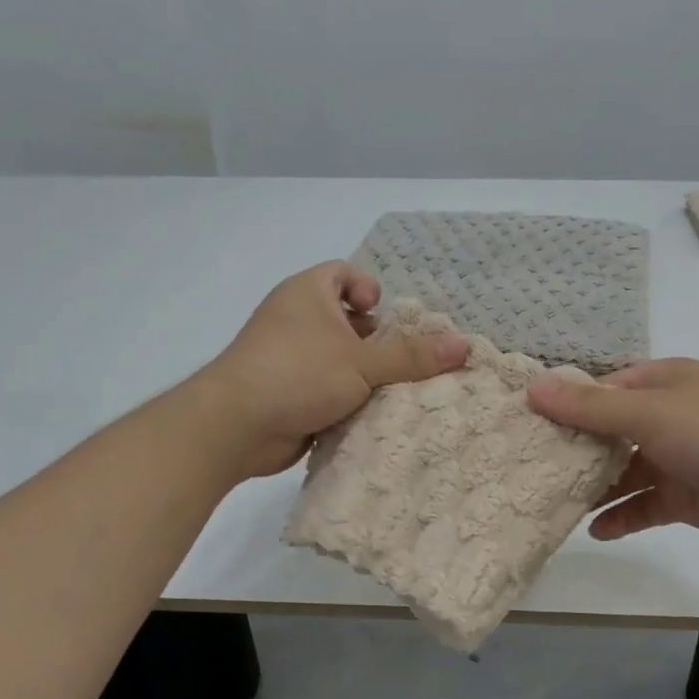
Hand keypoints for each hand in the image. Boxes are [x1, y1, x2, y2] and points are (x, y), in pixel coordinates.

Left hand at [200, 262, 468, 477]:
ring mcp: (286, 356)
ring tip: (390, 392)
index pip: (342, 273)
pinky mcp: (285, 391)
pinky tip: (366, 416)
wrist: (234, 426)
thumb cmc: (298, 374)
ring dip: (361, 374)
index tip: (382, 316)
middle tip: (398, 361)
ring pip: (335, 357)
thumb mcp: (362, 363)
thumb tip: (464, 344)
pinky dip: (343, 398)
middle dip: (374, 340)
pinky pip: (323, 386)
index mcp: (308, 293)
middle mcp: (294, 318)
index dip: (367, 288)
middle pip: (344, 318)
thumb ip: (412, 355)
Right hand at [526, 357, 698, 556]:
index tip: (525, 424)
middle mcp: (670, 415)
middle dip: (574, 448)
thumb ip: (590, 408)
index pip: (603, 388)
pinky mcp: (688, 498)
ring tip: (552, 501)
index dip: (566, 403)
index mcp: (665, 382)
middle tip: (528, 466)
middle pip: (609, 430)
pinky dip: (621, 516)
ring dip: (594, 485)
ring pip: (624, 470)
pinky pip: (644, 505)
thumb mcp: (651, 415)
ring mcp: (680, 458)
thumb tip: (533, 388)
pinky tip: (595, 530)